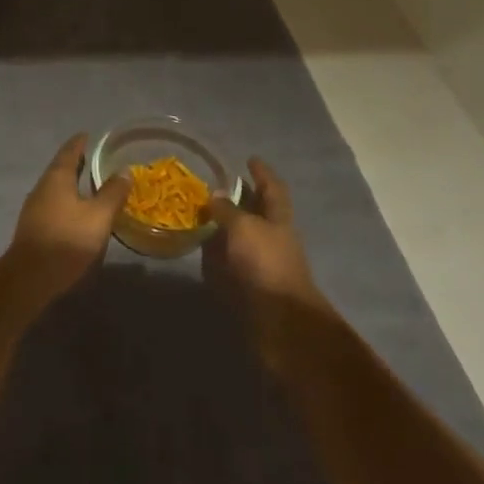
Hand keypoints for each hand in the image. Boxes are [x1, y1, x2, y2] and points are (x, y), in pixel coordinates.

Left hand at [7, 134, 129, 297]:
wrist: (29, 278)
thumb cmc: (66, 240)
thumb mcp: (98, 216)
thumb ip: (112, 193)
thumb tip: (124, 171)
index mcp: (57, 178)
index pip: (70, 151)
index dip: (81, 142)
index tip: (90, 135)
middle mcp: (43, 187)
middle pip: (61, 168)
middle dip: (78, 162)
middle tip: (97, 158)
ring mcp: (35, 208)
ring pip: (57, 187)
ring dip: (73, 183)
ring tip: (92, 184)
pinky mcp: (34, 227)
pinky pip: (54, 204)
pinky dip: (68, 200)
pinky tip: (79, 211)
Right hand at [203, 158, 327, 364]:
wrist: (280, 324)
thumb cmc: (266, 265)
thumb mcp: (244, 229)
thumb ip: (228, 210)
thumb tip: (214, 194)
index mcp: (279, 219)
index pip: (273, 188)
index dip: (262, 173)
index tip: (250, 159)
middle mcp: (273, 238)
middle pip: (258, 213)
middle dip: (241, 199)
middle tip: (216, 186)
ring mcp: (263, 264)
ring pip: (243, 239)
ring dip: (226, 228)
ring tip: (202, 216)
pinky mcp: (250, 288)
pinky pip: (231, 264)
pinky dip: (218, 256)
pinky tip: (202, 251)